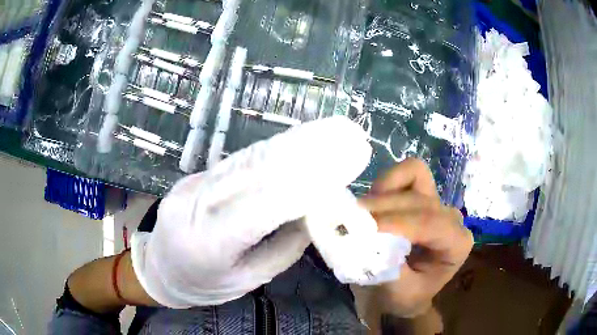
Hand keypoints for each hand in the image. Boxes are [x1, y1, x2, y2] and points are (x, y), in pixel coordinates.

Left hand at [130, 116, 372, 307]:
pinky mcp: (188, 180)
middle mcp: (192, 210)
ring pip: (240, 164)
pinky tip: (285, 148)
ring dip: (281, 150)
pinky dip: (262, 157)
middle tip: (331, 141)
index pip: (257, 211)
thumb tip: (315, 213)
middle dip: (295, 158)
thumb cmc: (206, 285)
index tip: (332, 175)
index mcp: (207, 247)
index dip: (296, 190)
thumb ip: (283, 248)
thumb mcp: (248, 279)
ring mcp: (186, 189)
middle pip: (248, 177)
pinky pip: (230, 166)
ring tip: (315, 136)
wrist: (160, 271)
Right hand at [359, 159, 472, 318]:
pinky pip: (408, 173)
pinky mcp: (424, 194)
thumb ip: (389, 270)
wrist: (409, 293)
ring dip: (386, 190)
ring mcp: (439, 202)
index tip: (366, 227)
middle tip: (351, 220)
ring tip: (363, 212)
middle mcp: (452, 218)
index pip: (431, 223)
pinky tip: (374, 202)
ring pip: (416, 175)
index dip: (398, 222)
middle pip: (419, 199)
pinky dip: (388, 182)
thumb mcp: (399, 293)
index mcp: (457, 244)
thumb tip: (368, 241)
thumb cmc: (407, 296)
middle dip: (384, 207)